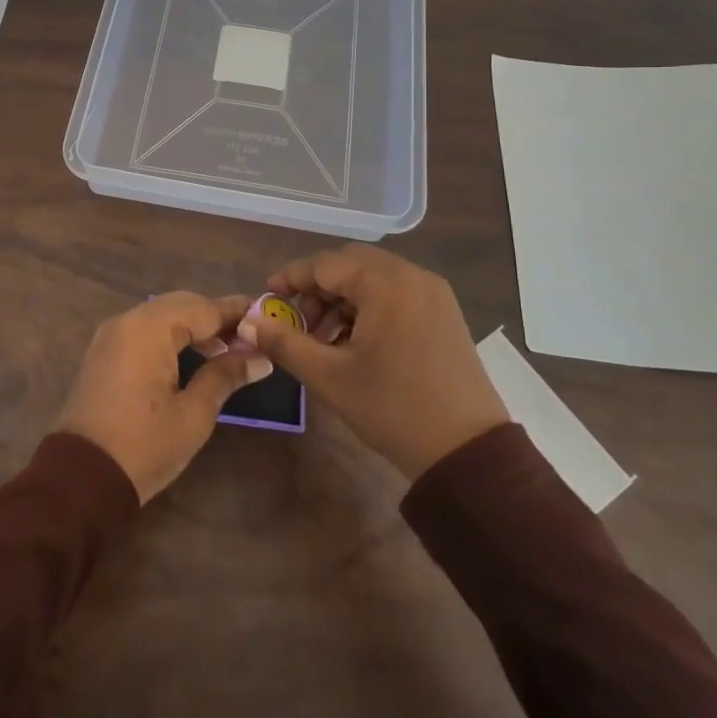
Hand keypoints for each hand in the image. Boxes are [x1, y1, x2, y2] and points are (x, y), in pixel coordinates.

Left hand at [56, 292, 274, 502]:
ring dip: (193, 326)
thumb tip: (259, 357)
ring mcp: (111, 334)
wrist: (81, 479)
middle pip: (181, 305)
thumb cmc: (144, 446)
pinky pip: (144, 329)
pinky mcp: (104, 352)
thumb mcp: (194, 414)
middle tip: (250, 335)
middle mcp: (127, 320)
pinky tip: (193, 356)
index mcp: (149, 328)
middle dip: (215, 316)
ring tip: (228, 348)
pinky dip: (170, 335)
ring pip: (162, 314)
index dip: (236, 313)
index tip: (267, 315)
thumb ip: (225, 376)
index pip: (203, 308)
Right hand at [240, 246, 509, 480]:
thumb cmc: (393, 409)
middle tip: (297, 320)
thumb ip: (285, 343)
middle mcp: (412, 276)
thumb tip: (248, 322)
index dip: (292, 277)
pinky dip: (369, 307)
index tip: (268, 296)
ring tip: (324, 339)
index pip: (326, 264)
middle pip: (351, 265)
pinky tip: (355, 343)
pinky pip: (396, 294)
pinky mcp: (445, 313)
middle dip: (318, 287)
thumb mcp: (330, 377)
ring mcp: (434, 293)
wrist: (468, 453)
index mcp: (386, 284)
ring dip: (343, 299)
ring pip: (374, 279)